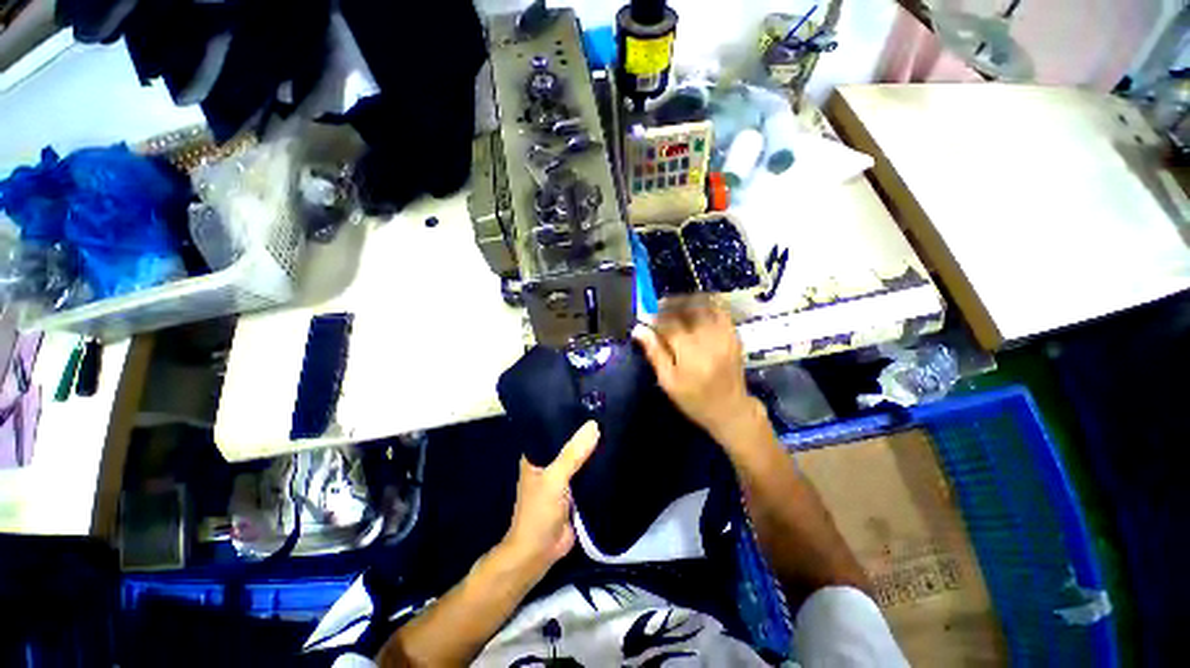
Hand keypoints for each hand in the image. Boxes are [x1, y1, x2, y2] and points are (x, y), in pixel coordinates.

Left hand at [499, 421, 599, 579]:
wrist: (540, 554)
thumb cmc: (539, 512)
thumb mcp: (555, 479)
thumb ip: (573, 454)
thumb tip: (594, 426)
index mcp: (537, 455)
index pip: (553, 428)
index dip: (569, 416)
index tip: (590, 402)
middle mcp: (550, 463)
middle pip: (570, 443)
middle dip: (585, 433)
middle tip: (608, 413)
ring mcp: (563, 478)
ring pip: (581, 458)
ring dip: (593, 449)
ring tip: (614, 427)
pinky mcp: (576, 491)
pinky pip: (588, 473)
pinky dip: (598, 466)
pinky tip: (614, 452)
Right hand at [633, 298, 760, 444]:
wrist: (730, 409)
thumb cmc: (694, 400)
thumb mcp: (668, 381)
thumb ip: (654, 353)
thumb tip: (638, 330)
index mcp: (690, 354)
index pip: (670, 324)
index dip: (655, 317)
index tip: (645, 317)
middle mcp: (709, 340)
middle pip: (687, 310)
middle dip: (669, 305)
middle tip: (657, 307)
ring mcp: (725, 335)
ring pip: (703, 306)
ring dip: (686, 302)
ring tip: (674, 306)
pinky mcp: (734, 335)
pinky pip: (719, 311)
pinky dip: (705, 305)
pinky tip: (694, 309)